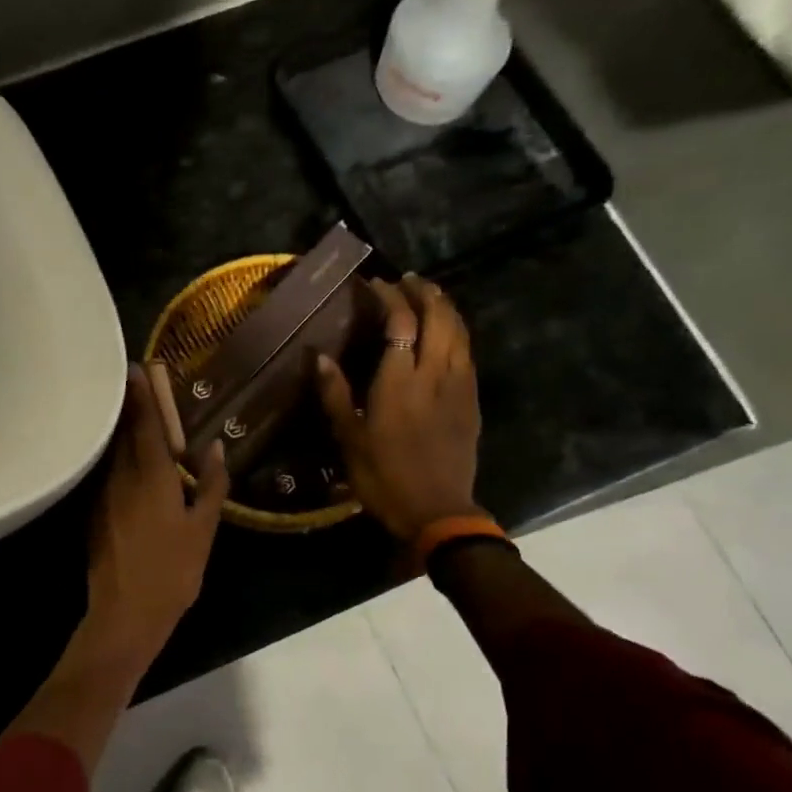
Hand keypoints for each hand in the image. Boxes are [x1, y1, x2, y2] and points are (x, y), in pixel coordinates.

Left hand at [83, 364, 230, 672]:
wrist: (125, 614)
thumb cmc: (173, 572)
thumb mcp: (203, 530)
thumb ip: (212, 486)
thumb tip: (217, 449)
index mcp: (151, 478)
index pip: (146, 426)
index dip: (143, 396)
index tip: (137, 368)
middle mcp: (121, 479)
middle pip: (123, 433)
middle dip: (129, 406)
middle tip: (132, 381)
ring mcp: (103, 497)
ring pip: (112, 453)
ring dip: (120, 430)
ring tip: (132, 413)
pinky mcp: (94, 515)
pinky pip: (107, 474)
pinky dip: (116, 458)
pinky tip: (125, 459)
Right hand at [316, 274, 482, 543]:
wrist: (437, 510)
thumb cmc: (384, 477)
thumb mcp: (349, 439)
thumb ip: (335, 394)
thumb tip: (319, 357)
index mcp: (399, 381)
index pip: (400, 323)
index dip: (389, 297)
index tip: (375, 284)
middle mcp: (434, 373)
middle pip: (438, 317)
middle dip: (424, 293)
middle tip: (407, 281)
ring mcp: (459, 385)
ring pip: (459, 331)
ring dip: (445, 307)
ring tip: (429, 296)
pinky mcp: (472, 400)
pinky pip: (467, 352)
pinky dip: (457, 332)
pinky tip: (448, 333)